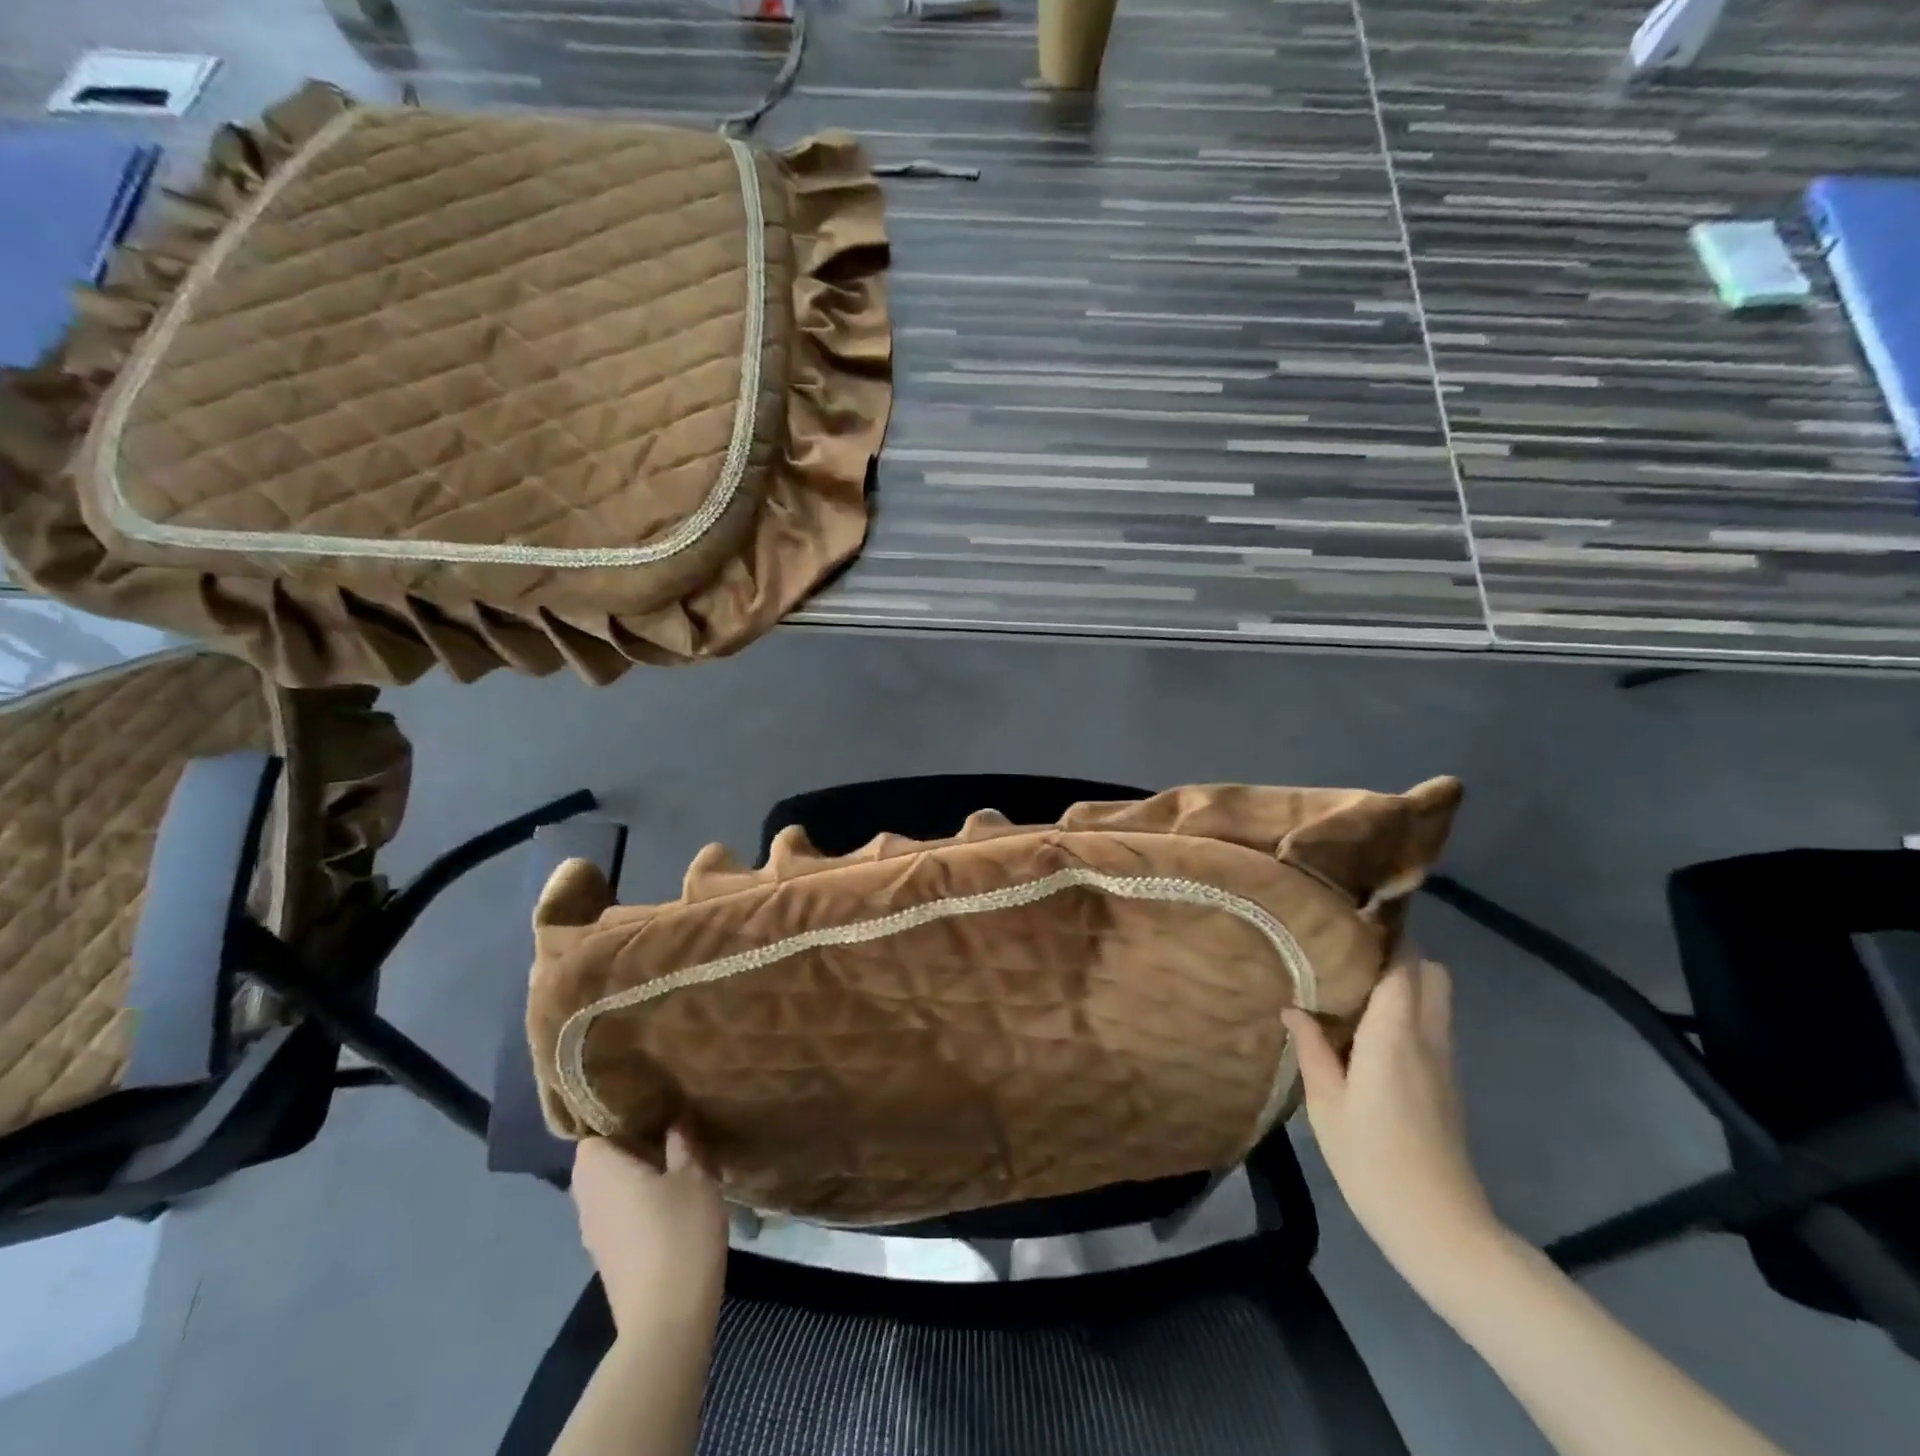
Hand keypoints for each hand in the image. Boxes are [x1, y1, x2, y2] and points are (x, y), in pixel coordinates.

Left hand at [571, 1130, 728, 1335]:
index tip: (652, 1105)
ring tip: (676, 1160)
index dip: (619, 1116)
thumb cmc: (679, 1232)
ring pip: (609, 1188)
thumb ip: (683, 1142)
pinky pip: (617, 1212)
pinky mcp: (608, 1257)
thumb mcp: (695, 1175)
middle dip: (631, 1144)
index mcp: (600, 1170)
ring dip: (636, 1174)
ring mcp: (594, 1232)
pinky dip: (637, 1201)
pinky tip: (671, 1199)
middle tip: (670, 1128)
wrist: (667, 1319)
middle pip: (600, 1160)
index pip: (593, 1130)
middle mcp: (586, 1199)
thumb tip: (675, 1119)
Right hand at [1282, 955, 1503, 1290]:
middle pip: (1431, 973)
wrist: (1440, 1227)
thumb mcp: (1326, 1104)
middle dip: (1399, 952)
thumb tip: (1293, 1007)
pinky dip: (1408, 1010)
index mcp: (1395, 1034)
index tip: (1350, 916)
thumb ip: (1311, 1048)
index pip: (1403, 965)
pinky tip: (1369, 1027)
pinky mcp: (1446, 1084)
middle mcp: (1427, 1037)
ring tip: (1354, 983)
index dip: (1384, 934)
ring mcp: (1443, 1061)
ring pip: (1435, 998)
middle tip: (1350, 952)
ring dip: (1405, 981)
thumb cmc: (1373, 1160)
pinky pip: (1432, 1025)